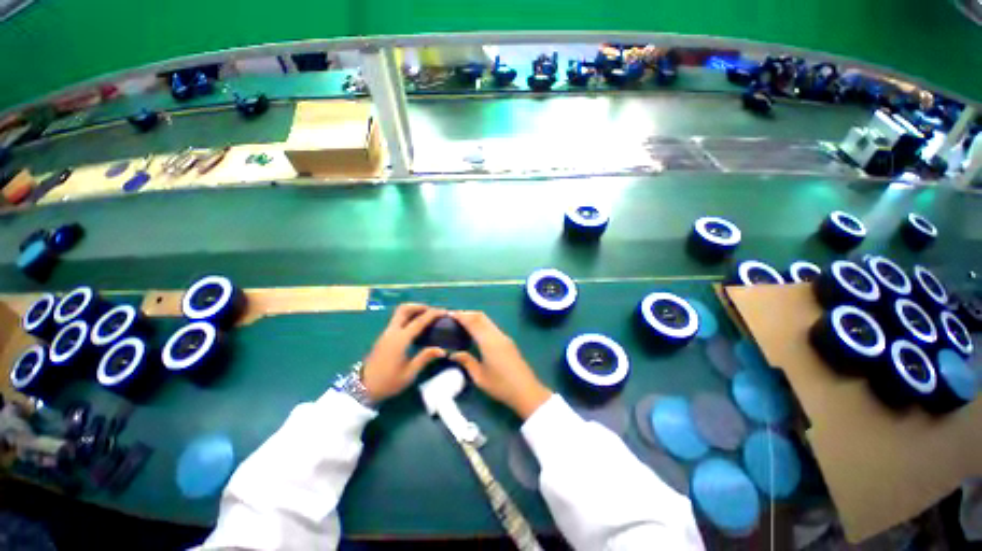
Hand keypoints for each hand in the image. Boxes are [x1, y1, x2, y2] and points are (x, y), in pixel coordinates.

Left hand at [361, 303, 446, 402]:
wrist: (363, 388)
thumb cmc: (388, 382)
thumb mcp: (409, 373)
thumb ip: (425, 358)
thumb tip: (442, 350)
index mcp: (400, 340)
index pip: (419, 321)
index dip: (433, 314)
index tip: (444, 311)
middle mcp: (392, 332)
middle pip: (404, 309)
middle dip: (419, 306)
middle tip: (432, 311)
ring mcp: (386, 333)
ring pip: (399, 313)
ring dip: (413, 310)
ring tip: (425, 317)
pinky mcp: (384, 337)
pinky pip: (397, 320)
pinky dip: (408, 317)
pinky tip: (416, 327)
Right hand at [448, 311, 552, 418]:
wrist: (526, 391)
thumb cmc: (501, 386)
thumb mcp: (479, 377)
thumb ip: (466, 361)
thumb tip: (453, 354)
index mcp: (488, 342)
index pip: (473, 322)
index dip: (461, 316)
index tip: (449, 314)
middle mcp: (497, 335)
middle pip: (481, 317)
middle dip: (467, 313)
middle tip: (453, 317)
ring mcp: (504, 337)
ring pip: (487, 320)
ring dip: (475, 318)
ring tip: (462, 323)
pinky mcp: (508, 341)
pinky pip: (492, 326)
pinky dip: (481, 324)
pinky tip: (475, 332)